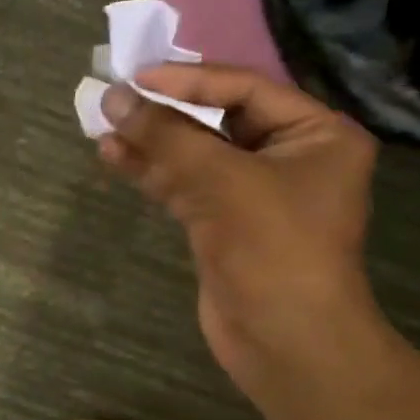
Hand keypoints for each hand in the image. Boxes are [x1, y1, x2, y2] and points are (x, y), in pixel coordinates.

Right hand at [97, 66, 378, 384]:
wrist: (285, 340)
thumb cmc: (272, 247)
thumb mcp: (221, 180)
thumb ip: (167, 135)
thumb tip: (113, 97)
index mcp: (316, 134)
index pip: (245, 90)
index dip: (188, 81)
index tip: (136, 78)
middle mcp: (288, 157)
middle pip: (217, 120)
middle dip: (165, 112)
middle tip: (115, 99)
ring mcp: (253, 194)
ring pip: (194, 155)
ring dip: (150, 142)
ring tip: (102, 126)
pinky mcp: (223, 224)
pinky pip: (184, 185)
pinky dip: (151, 172)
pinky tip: (115, 157)